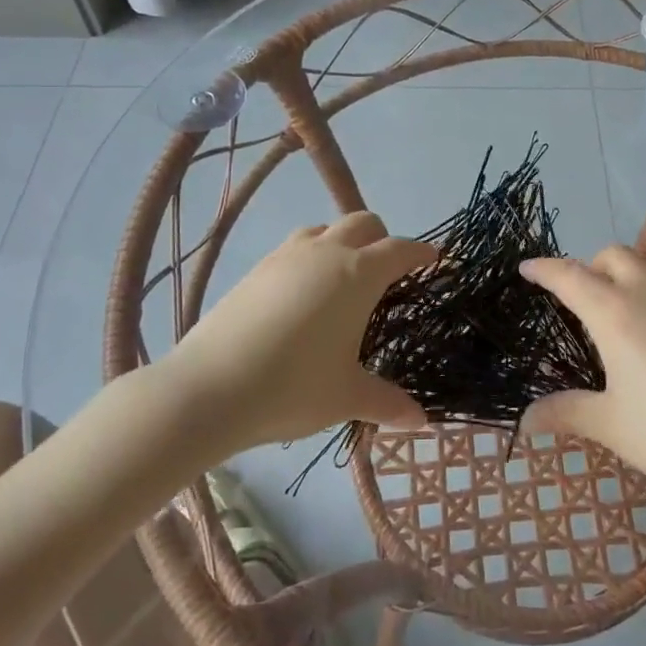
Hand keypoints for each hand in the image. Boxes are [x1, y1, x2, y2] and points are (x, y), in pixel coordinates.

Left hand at [174, 212, 434, 451]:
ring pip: (325, 229)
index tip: (436, 261)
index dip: (422, 254)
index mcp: (358, 274)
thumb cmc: (293, 387)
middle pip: (364, 223)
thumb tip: (422, 422)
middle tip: (388, 275)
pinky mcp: (257, 268)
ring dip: (342, 243)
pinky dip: (311, 258)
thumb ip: (388, 403)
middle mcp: (326, 252)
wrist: (209, 388)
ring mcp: (287, 256)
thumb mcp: (347, 396)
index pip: (400, 249)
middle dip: (383, 239)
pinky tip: (302, 297)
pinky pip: (295, 248)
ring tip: (343, 281)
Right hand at [519, 246, 645, 511]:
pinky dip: (644, 294)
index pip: (570, 275)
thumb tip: (525, 419)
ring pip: (642, 268)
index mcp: (616, 313)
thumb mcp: (611, 426)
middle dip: (586, 267)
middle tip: (573, 303)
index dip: (543, 269)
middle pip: (611, 256)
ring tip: (609, 323)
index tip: (525, 269)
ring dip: (618, 279)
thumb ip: (565, 412)